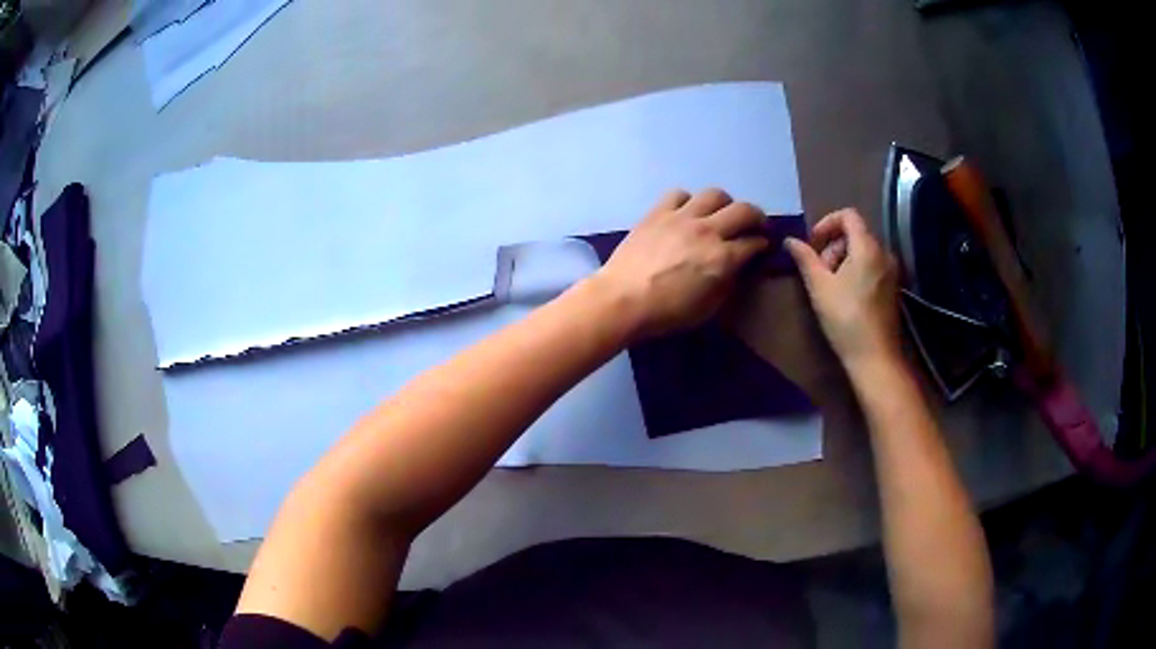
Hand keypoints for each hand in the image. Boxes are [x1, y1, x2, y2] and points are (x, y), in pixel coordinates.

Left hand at [593, 188, 768, 339]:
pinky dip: (688, 200)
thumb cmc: (667, 312)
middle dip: (757, 216)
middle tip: (755, 224)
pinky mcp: (658, 212)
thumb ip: (728, 284)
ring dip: (725, 203)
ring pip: (715, 194)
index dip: (763, 244)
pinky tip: (687, 212)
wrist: (622, 299)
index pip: (754, 242)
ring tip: (722, 213)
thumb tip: (737, 268)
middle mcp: (708, 231)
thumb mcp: (708, 308)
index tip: (763, 246)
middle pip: (744, 210)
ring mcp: (682, 217)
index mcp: (723, 258)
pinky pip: (679, 194)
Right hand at [786, 208, 901, 369]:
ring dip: (843, 259)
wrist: (875, 358)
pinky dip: (856, 269)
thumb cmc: (846, 319)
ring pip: (863, 250)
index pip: (848, 215)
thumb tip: (790, 241)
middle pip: (856, 232)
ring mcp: (891, 270)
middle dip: (833, 245)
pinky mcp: (893, 287)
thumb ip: (805, 259)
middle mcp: (884, 252)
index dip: (827, 223)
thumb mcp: (819, 287)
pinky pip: (872, 265)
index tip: (813, 245)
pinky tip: (845, 294)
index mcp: (867, 247)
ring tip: (830, 285)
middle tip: (818, 270)